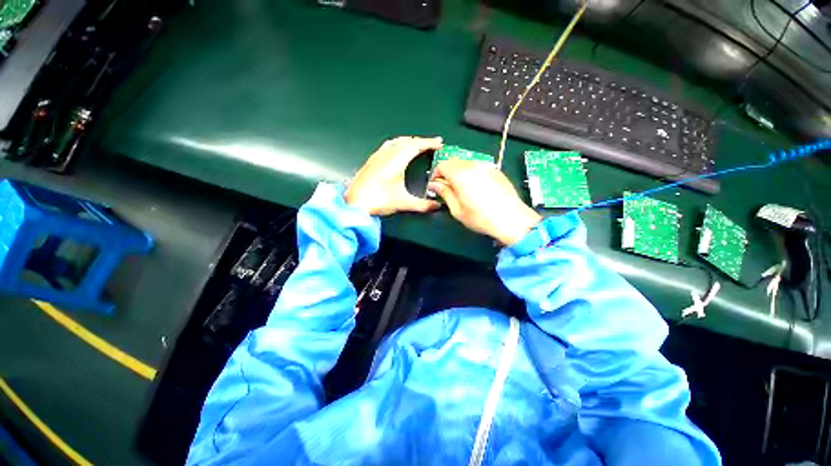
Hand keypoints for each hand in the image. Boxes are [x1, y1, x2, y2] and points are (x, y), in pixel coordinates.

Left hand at [345, 136, 442, 215]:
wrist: (354, 204)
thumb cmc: (375, 200)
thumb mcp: (403, 203)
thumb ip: (422, 205)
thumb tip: (435, 206)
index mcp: (395, 161)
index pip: (416, 145)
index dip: (429, 142)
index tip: (439, 143)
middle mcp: (386, 155)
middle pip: (407, 141)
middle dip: (421, 141)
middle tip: (431, 144)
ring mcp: (377, 157)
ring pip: (396, 141)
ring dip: (408, 141)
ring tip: (416, 145)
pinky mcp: (371, 161)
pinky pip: (387, 146)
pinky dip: (397, 145)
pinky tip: (396, 152)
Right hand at [428, 159, 541, 245]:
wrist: (511, 219)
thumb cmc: (481, 218)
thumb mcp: (457, 209)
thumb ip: (444, 193)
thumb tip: (435, 185)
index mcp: (461, 175)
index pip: (442, 165)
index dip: (436, 174)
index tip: (435, 184)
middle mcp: (474, 166)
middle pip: (454, 161)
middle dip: (446, 172)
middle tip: (446, 187)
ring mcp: (487, 167)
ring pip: (466, 163)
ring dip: (459, 172)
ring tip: (461, 188)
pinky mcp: (496, 171)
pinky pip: (478, 167)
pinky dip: (471, 173)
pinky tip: (475, 187)